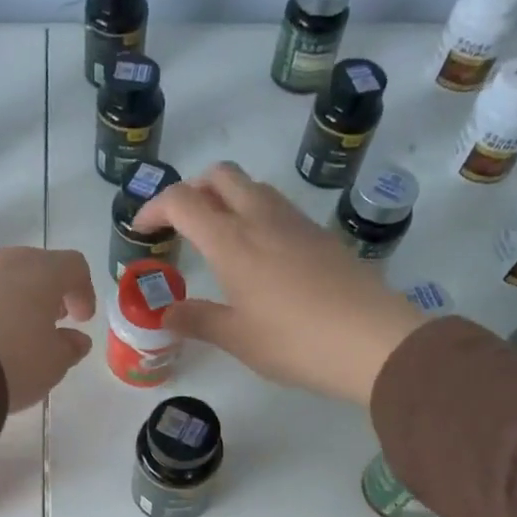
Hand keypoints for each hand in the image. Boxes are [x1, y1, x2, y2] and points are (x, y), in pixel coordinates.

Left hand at [0, 247, 95, 411]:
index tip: (81, 319)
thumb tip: (76, 340)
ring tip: (10, 329)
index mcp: (42, 271)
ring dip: (11, 296)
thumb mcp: (52, 364)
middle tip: (47, 321)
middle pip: (35, 266)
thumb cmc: (10, 360)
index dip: (82, 291)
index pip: (74, 267)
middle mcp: (5, 259)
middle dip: (45, 292)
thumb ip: (69, 348)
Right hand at [131, 162, 426, 404]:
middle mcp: (261, 218)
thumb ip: (196, 320)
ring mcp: (296, 222)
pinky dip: (255, 213)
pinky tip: (259, 253)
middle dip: (192, 189)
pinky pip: (278, 206)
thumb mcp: (237, 338)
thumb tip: (164, 313)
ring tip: (218, 237)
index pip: (181, 201)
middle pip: (219, 175)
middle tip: (180, 223)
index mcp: (231, 240)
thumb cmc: (295, 341)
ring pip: (252, 186)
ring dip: (226, 198)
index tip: (142, 230)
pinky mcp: (321, 234)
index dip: (153, 208)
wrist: (373, 341)